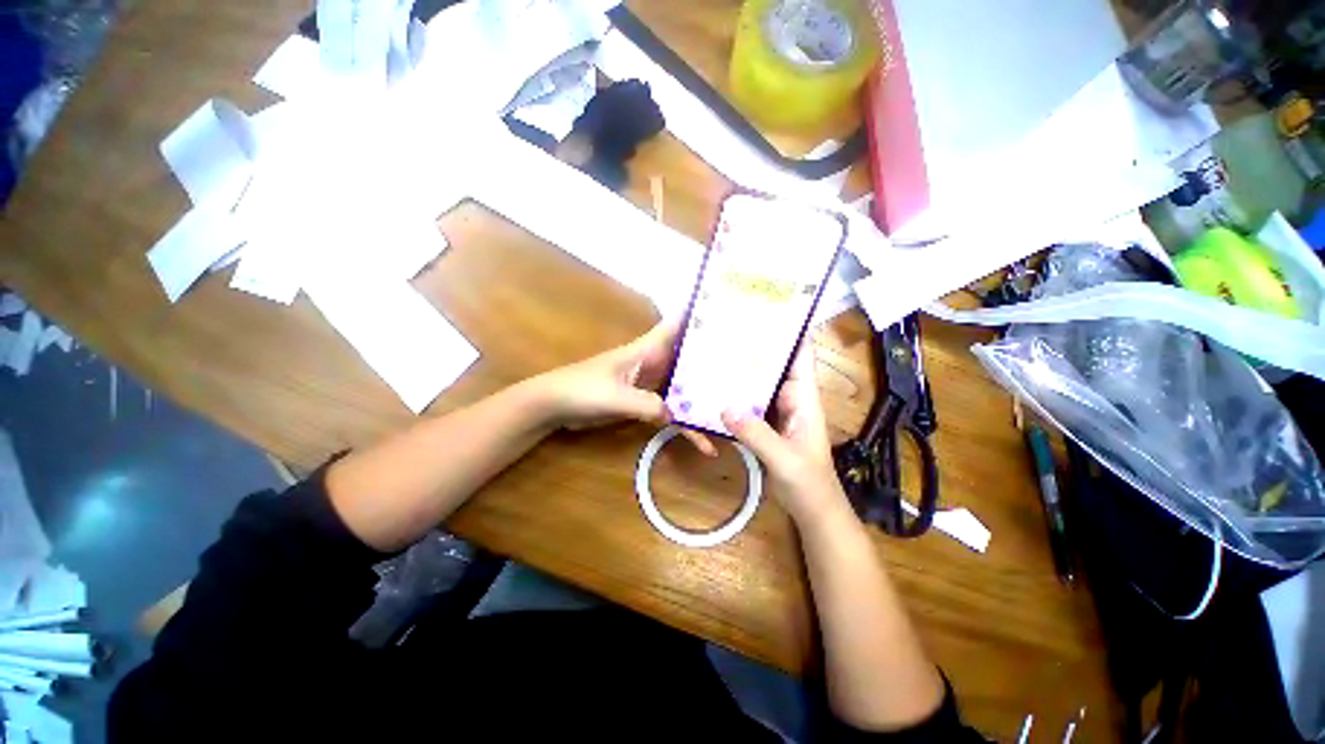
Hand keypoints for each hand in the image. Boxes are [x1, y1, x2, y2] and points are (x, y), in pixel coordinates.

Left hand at [530, 319, 716, 454]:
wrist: (554, 406)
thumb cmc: (581, 389)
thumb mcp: (615, 397)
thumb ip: (647, 405)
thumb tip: (678, 416)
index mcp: (646, 350)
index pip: (676, 327)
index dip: (699, 317)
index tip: (730, 316)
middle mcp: (654, 363)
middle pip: (689, 360)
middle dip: (714, 364)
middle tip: (748, 370)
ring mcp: (651, 385)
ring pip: (684, 388)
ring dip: (704, 399)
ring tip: (733, 413)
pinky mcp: (645, 403)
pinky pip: (672, 411)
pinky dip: (685, 424)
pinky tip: (702, 441)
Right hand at [721, 345, 848, 524]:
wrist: (812, 511)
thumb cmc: (809, 484)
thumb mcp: (785, 459)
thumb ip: (757, 434)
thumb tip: (724, 408)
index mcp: (804, 398)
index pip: (800, 357)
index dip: (790, 333)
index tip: (768, 311)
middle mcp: (790, 399)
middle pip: (774, 366)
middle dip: (755, 349)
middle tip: (727, 330)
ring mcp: (775, 413)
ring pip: (758, 385)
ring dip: (741, 372)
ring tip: (716, 353)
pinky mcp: (763, 426)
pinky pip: (748, 405)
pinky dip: (734, 396)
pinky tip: (715, 389)